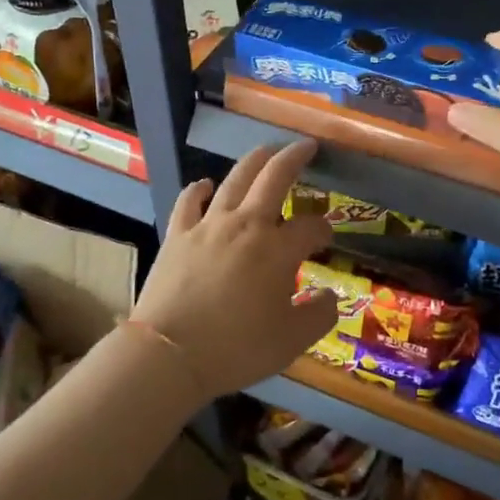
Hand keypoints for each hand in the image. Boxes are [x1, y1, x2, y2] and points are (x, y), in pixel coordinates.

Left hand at [129, 139, 338, 399]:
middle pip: (275, 178)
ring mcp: (209, 225)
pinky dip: (200, 188)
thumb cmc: (236, 348)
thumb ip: (319, 315)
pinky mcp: (178, 234)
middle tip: (306, 146)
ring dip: (254, 161)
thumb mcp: (292, 340)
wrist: (169, 353)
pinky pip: (189, 200)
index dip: (324, 230)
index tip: (326, 240)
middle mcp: (247, 225)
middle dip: (295, 157)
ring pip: (235, 179)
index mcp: (278, 249)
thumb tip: (330, 295)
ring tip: (266, 150)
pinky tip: (206, 184)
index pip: (311, 227)